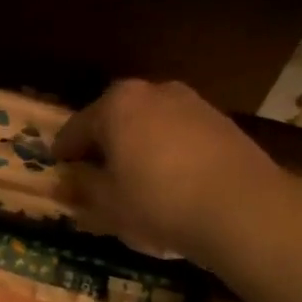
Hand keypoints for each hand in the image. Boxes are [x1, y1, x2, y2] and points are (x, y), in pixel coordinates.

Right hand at [52, 79, 285, 263]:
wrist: (242, 209)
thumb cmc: (158, 203)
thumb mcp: (107, 204)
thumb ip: (81, 189)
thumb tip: (64, 182)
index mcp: (116, 105)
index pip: (76, 127)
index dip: (64, 152)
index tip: (58, 168)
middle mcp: (154, 92)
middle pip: (116, 119)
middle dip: (103, 144)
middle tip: (94, 173)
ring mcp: (193, 103)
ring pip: (150, 125)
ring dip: (138, 147)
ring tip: (134, 179)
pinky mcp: (222, 123)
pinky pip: (180, 136)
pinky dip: (168, 152)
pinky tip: (170, 181)